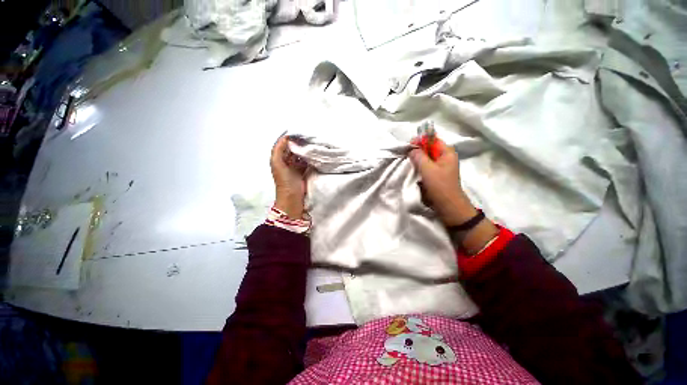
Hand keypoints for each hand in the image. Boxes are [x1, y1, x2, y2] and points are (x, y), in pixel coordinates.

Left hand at [270, 135, 307, 218]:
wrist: (292, 198)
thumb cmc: (284, 181)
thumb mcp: (277, 163)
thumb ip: (278, 150)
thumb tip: (286, 137)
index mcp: (279, 158)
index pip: (284, 143)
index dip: (291, 137)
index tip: (300, 132)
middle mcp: (287, 160)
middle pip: (293, 148)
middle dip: (299, 142)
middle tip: (309, 137)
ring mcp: (295, 166)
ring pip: (300, 154)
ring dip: (305, 149)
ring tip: (313, 143)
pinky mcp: (303, 171)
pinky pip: (306, 161)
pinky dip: (309, 157)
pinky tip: (314, 154)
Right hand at [409, 140, 476, 226]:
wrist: (448, 206)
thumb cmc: (440, 186)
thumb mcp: (428, 169)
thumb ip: (419, 157)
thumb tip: (412, 149)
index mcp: (447, 152)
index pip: (432, 139)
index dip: (420, 141)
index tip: (408, 146)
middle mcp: (445, 157)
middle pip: (429, 148)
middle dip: (418, 150)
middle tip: (407, 155)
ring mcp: (441, 166)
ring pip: (427, 158)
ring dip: (418, 159)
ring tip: (409, 162)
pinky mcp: (437, 175)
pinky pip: (427, 166)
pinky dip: (420, 166)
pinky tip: (414, 170)